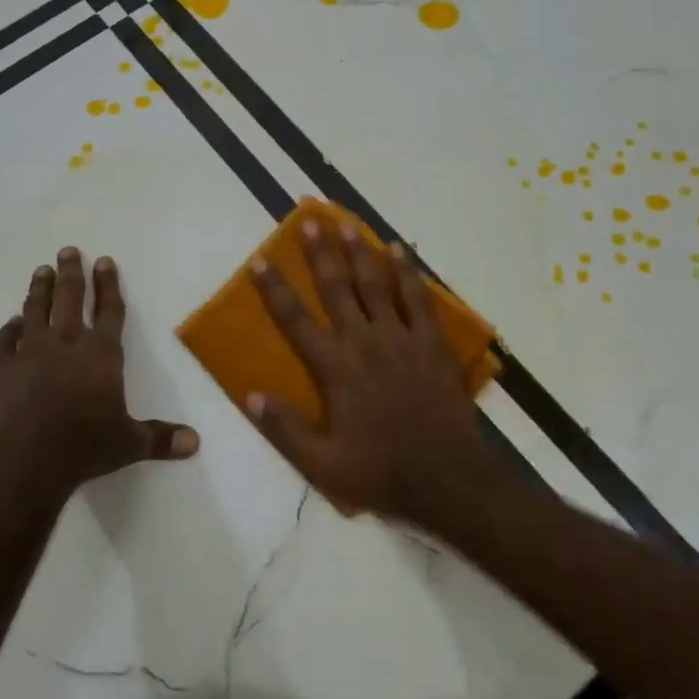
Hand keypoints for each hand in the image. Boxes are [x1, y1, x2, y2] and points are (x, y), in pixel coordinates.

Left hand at [0, 247, 198, 502]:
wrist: (23, 461)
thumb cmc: (83, 447)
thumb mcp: (128, 444)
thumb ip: (160, 439)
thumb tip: (195, 443)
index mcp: (101, 354)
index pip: (110, 311)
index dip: (108, 285)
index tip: (104, 261)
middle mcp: (66, 343)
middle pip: (69, 298)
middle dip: (71, 272)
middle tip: (67, 250)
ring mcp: (29, 352)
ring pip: (36, 310)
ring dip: (39, 289)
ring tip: (41, 271)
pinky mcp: (1, 368)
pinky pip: (5, 340)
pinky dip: (9, 329)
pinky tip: (12, 323)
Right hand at [248, 217, 506, 526]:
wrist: (447, 479)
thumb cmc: (381, 472)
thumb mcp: (322, 464)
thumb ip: (284, 429)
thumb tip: (251, 395)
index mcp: (335, 368)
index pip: (296, 320)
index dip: (275, 289)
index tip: (260, 260)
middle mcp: (365, 342)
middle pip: (337, 288)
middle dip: (321, 253)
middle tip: (311, 220)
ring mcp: (402, 339)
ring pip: (377, 284)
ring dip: (360, 252)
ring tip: (348, 224)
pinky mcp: (431, 344)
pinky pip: (418, 299)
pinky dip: (408, 273)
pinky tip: (400, 252)